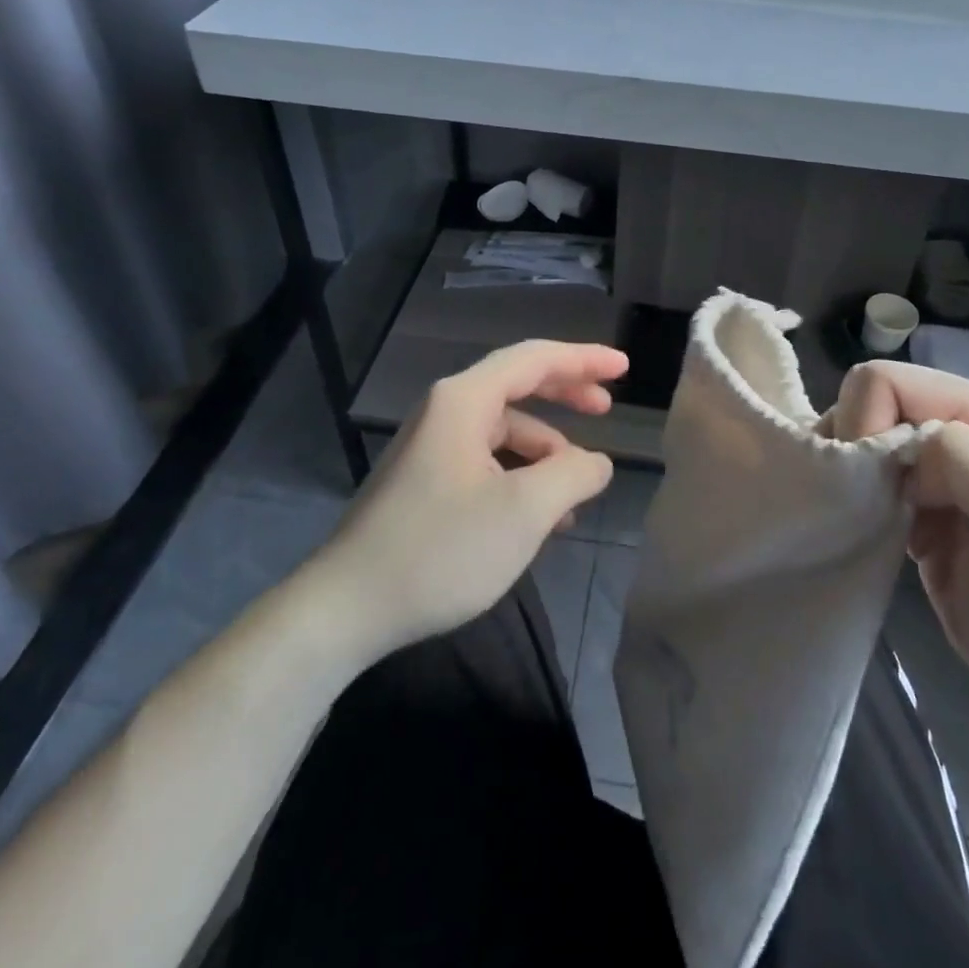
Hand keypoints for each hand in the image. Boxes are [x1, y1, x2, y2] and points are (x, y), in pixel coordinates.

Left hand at [323, 340, 626, 656]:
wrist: (346, 608)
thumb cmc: (441, 549)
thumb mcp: (525, 511)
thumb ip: (574, 475)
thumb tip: (596, 463)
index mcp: (464, 401)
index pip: (534, 359)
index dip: (583, 359)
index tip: (623, 367)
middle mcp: (445, 412)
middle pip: (518, 386)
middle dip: (566, 394)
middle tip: (607, 408)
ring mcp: (431, 448)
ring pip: (504, 433)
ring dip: (545, 452)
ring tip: (576, 492)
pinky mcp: (425, 482)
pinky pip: (486, 462)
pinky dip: (520, 476)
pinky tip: (539, 518)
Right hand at [829, 361, 968, 738]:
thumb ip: (967, 458)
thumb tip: (901, 447)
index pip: (886, 381)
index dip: (866, 424)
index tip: (880, 488)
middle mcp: (959, 422)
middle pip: (866, 402)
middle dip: (855, 448)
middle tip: (874, 506)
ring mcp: (938, 460)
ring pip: (858, 434)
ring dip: (854, 475)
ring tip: (876, 521)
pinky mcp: (918, 495)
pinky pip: (864, 471)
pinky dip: (858, 497)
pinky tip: (881, 531)